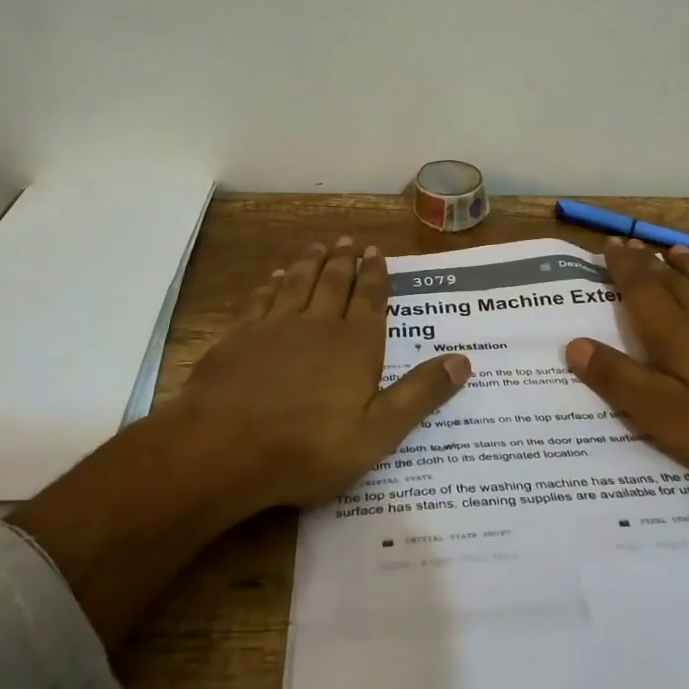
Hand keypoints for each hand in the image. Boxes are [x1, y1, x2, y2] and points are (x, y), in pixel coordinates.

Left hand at [172, 235, 472, 510]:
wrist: (225, 447)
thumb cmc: (309, 447)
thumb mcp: (378, 432)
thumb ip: (419, 394)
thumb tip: (463, 359)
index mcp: (355, 345)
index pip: (370, 300)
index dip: (375, 275)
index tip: (376, 251)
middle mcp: (318, 325)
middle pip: (334, 283)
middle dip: (344, 261)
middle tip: (348, 241)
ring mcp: (275, 327)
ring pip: (298, 284)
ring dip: (310, 263)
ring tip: (317, 246)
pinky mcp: (239, 337)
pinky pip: (260, 300)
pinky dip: (271, 285)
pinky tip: (273, 279)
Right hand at [565, 239, 688, 482]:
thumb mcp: (662, 413)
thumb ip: (617, 378)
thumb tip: (572, 344)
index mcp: (675, 333)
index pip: (642, 289)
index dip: (623, 266)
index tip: (610, 244)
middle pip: (673, 282)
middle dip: (650, 262)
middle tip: (634, 243)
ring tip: (677, 250)